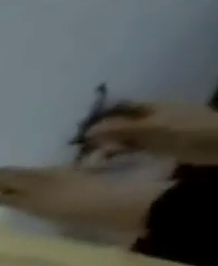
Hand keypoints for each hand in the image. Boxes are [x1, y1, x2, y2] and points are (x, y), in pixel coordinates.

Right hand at [0, 166, 162, 234]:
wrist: (127, 208)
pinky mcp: (69, 193)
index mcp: (35, 177)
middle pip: (12, 176)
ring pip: (23, 181)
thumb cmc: (79, 205)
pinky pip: (34, 189)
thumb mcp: (40, 201)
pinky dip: (18, 192)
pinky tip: (16, 198)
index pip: (1, 175)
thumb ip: (12, 198)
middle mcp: (44, 177)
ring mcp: (58, 184)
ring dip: (4, 185)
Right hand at [85, 100, 217, 164]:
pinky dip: (120, 152)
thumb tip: (87, 131)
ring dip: (109, 143)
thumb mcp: (149, 128)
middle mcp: (152, 116)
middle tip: (81, 144)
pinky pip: (133, 146)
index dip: (101, 113)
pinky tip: (110, 159)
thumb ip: (118, 129)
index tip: (80, 126)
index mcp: (152, 106)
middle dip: (101, 131)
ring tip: (91, 155)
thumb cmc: (185, 130)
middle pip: (120, 121)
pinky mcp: (159, 144)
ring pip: (125, 135)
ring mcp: (155, 130)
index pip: (120, 106)